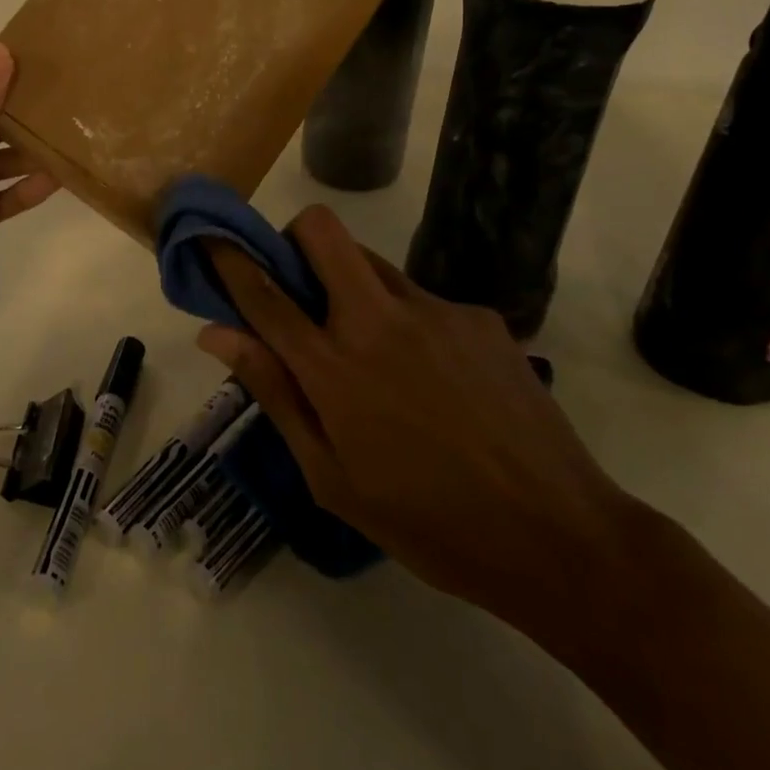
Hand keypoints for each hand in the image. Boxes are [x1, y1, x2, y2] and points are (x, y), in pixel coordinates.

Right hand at [197, 206, 642, 633]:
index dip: (228, 258)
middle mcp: (379, 319)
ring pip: (372, 261)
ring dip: (352, 286)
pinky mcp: (478, 315)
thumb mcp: (331, 476)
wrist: (559, 537)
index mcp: (334, 367)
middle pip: (322, 231)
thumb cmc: (427, 522)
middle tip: (301, 287)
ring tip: (377, 354)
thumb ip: (274, 393)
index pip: (263, 292)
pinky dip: (408, 323)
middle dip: (296, 240)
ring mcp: (435, 309)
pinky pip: (422, 299)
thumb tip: (216, 334)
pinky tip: (437, 382)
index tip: (210, 237)